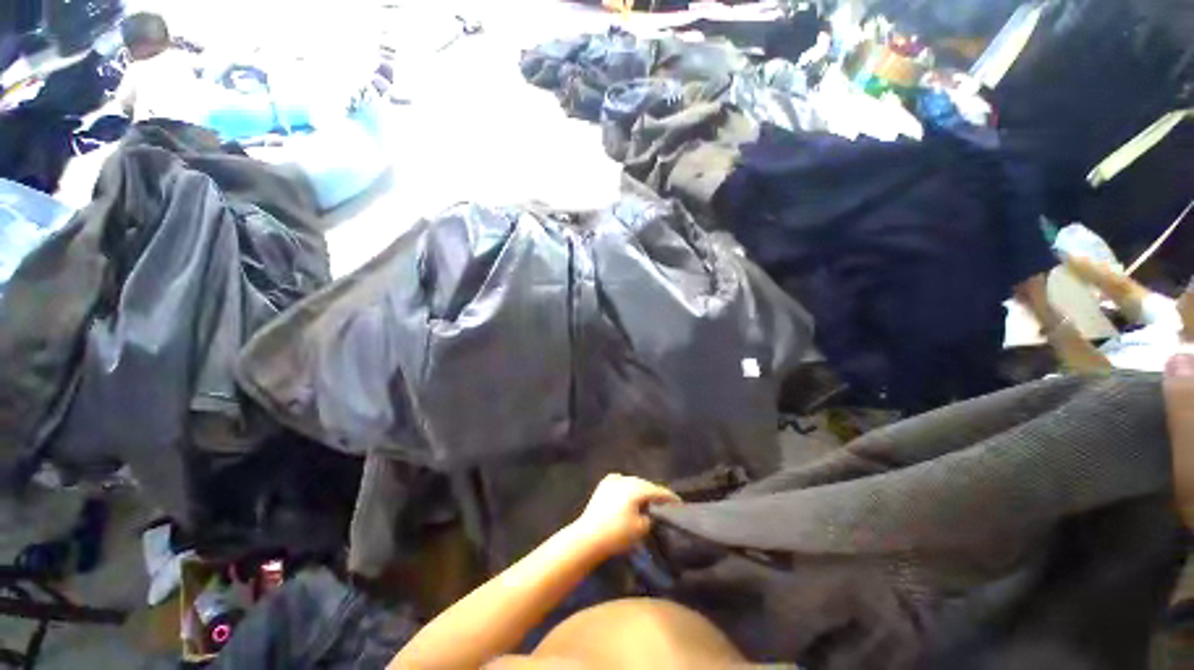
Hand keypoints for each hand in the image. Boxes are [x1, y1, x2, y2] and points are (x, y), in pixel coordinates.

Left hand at [572, 474, 679, 557]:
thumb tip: (652, 512)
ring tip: (647, 498)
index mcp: (638, 488)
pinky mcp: (603, 486)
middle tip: (665, 502)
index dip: (671, 498)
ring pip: (632, 482)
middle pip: (646, 484)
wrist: (589, 536)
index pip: (659, 491)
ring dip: (641, 489)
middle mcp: (627, 479)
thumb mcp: (642, 528)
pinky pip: (619, 481)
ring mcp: (613, 481)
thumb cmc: (618, 533)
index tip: (680, 504)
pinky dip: (626, 485)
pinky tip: (627, 489)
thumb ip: (651, 517)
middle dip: (655, 492)